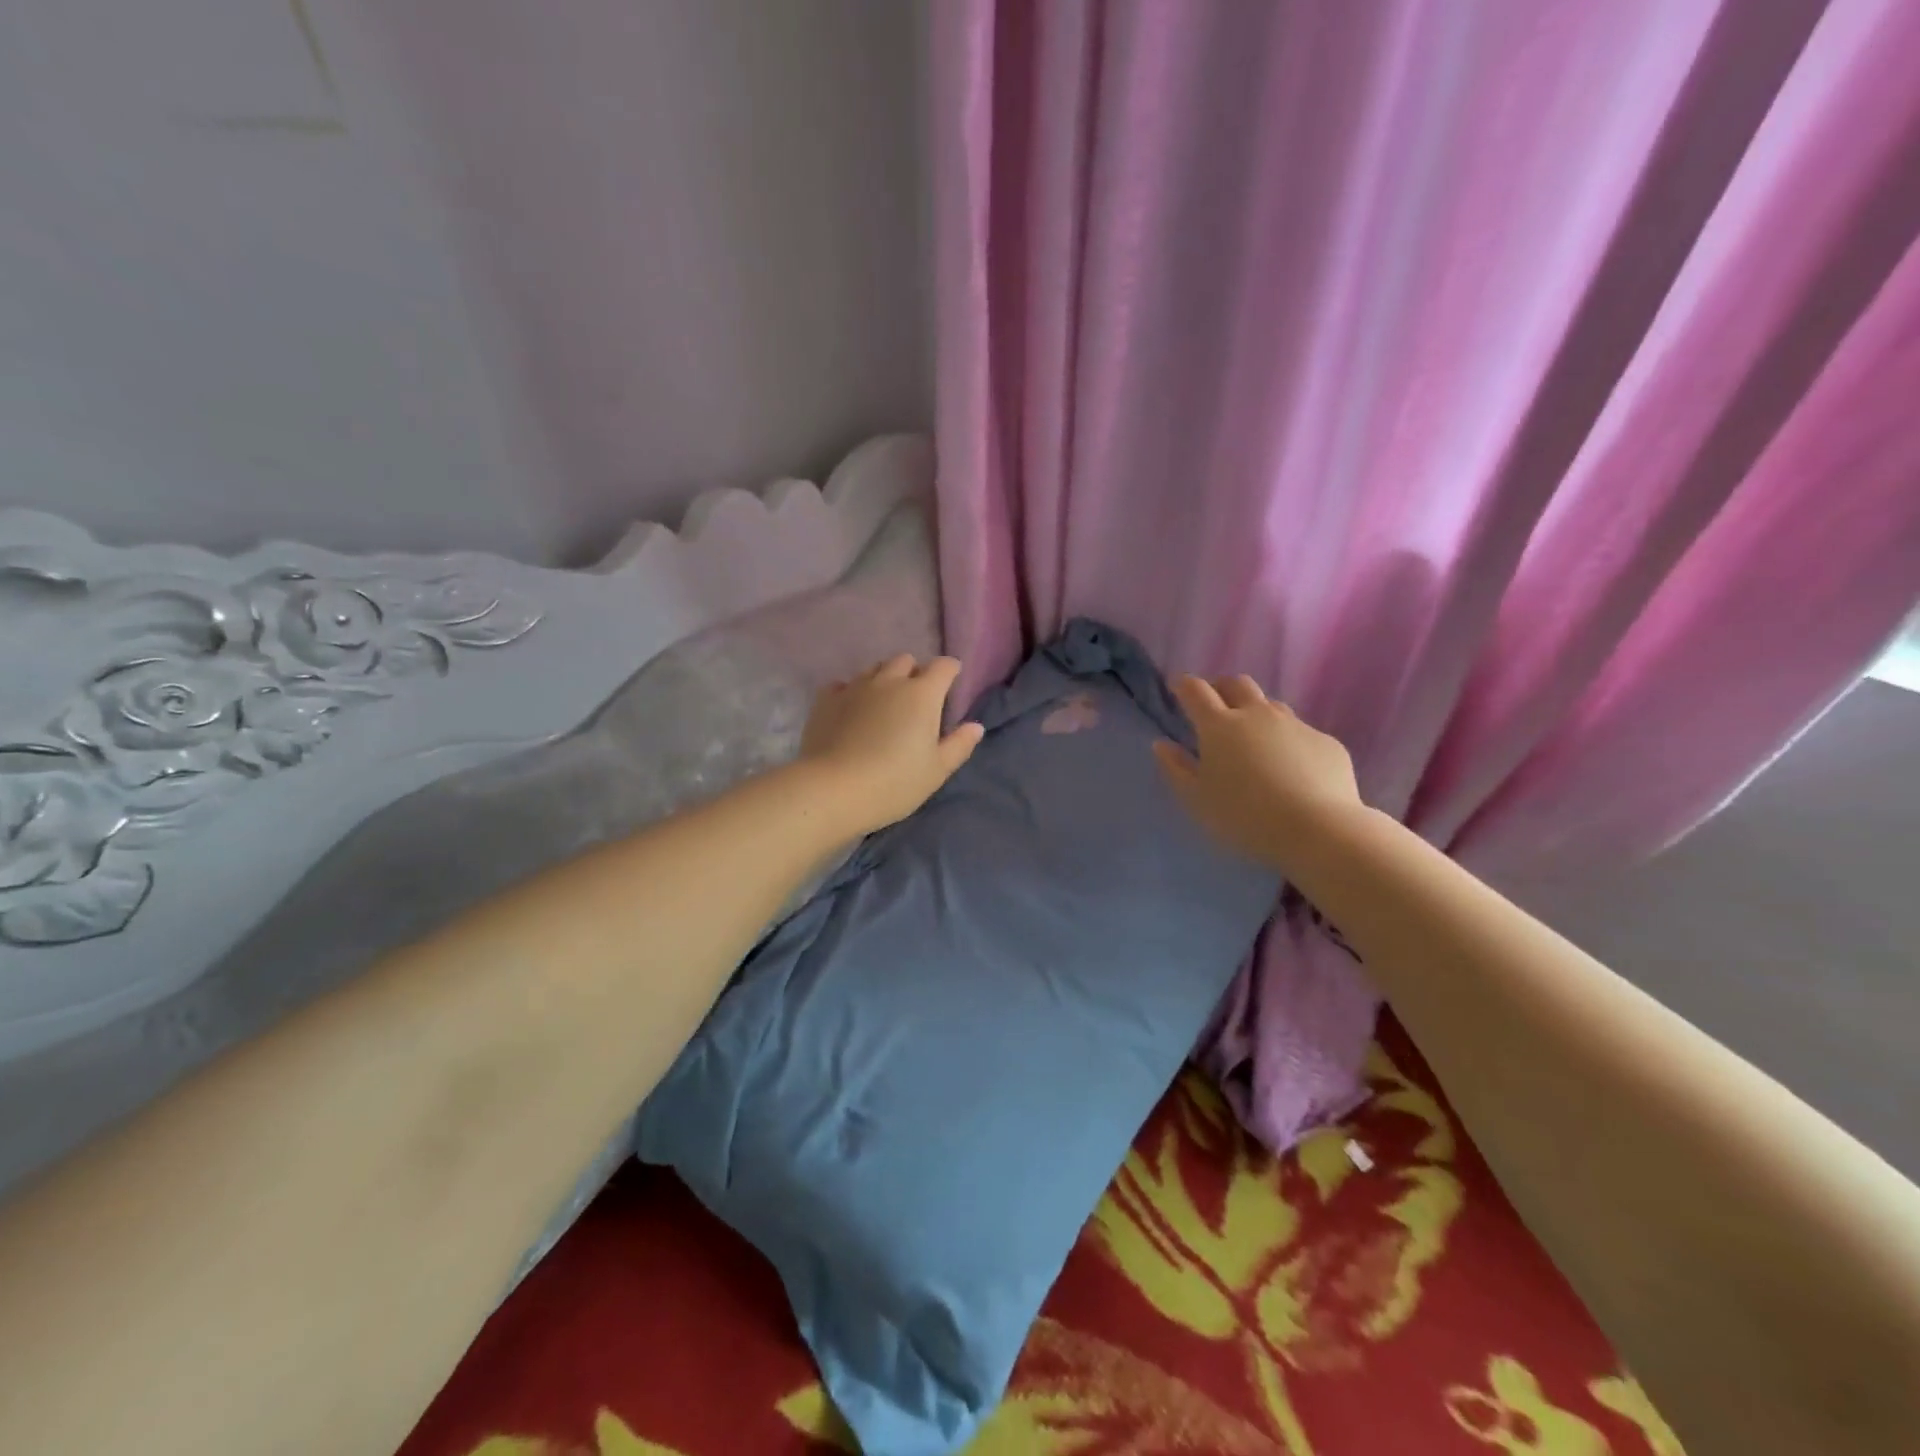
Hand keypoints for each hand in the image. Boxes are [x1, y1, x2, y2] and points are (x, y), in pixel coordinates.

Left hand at [800, 655, 984, 833]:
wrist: (833, 790)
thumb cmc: (894, 783)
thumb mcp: (936, 771)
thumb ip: (959, 745)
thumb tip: (975, 726)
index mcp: (922, 695)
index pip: (943, 667)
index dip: (950, 671)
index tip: (951, 683)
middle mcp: (889, 681)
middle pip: (905, 661)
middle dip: (914, 673)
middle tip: (915, 699)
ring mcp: (855, 687)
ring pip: (874, 669)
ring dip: (884, 679)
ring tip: (883, 704)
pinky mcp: (826, 700)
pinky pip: (843, 685)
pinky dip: (851, 692)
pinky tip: (851, 710)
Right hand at [1152, 674, 1361, 871]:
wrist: (1318, 830)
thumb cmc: (1244, 816)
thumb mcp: (1196, 799)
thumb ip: (1176, 768)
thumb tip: (1162, 744)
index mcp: (1219, 725)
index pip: (1196, 691)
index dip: (1184, 685)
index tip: (1178, 688)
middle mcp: (1257, 714)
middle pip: (1237, 684)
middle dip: (1222, 688)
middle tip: (1215, 705)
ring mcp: (1296, 725)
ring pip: (1271, 705)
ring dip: (1256, 712)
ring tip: (1253, 738)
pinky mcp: (1326, 742)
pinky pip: (1301, 732)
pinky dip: (1288, 742)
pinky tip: (1291, 768)